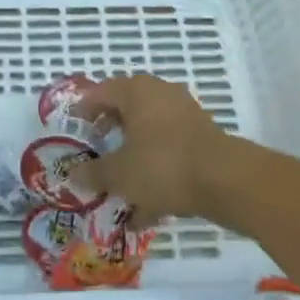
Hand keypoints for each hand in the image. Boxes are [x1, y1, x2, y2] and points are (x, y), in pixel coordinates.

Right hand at [74, 75, 227, 227]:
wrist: (225, 180)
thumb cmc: (162, 165)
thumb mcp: (120, 174)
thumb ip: (94, 173)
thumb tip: (73, 175)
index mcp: (136, 91)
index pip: (101, 91)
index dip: (84, 109)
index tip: (75, 127)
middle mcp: (160, 94)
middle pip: (127, 108)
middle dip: (110, 130)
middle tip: (97, 149)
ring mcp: (184, 114)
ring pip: (149, 132)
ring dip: (134, 154)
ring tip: (120, 183)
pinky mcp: (202, 137)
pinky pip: (169, 150)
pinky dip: (156, 170)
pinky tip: (146, 208)